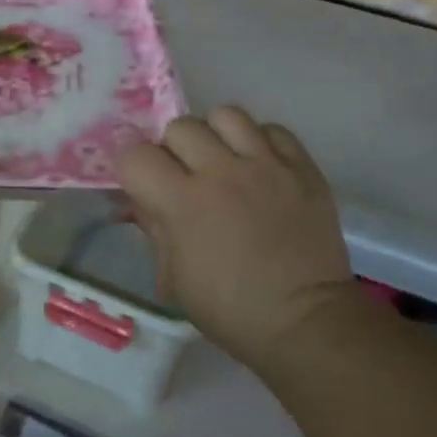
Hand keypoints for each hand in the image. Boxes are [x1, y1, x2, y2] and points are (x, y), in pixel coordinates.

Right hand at [119, 107, 356, 367]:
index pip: (136, 154)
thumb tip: (140, 199)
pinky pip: (272, 130)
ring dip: (215, 136)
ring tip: (223, 162)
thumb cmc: (229, 309)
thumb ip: (153, 227)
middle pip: (180, 127)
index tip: (142, 183)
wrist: (304, 321)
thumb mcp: (171, 278)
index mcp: (183, 203)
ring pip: (226, 115)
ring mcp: (266, 166)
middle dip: (173, 150)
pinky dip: (259, 142)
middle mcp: (222, 172)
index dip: (132, 166)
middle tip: (184, 176)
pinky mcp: (303, 167)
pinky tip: (259, 167)